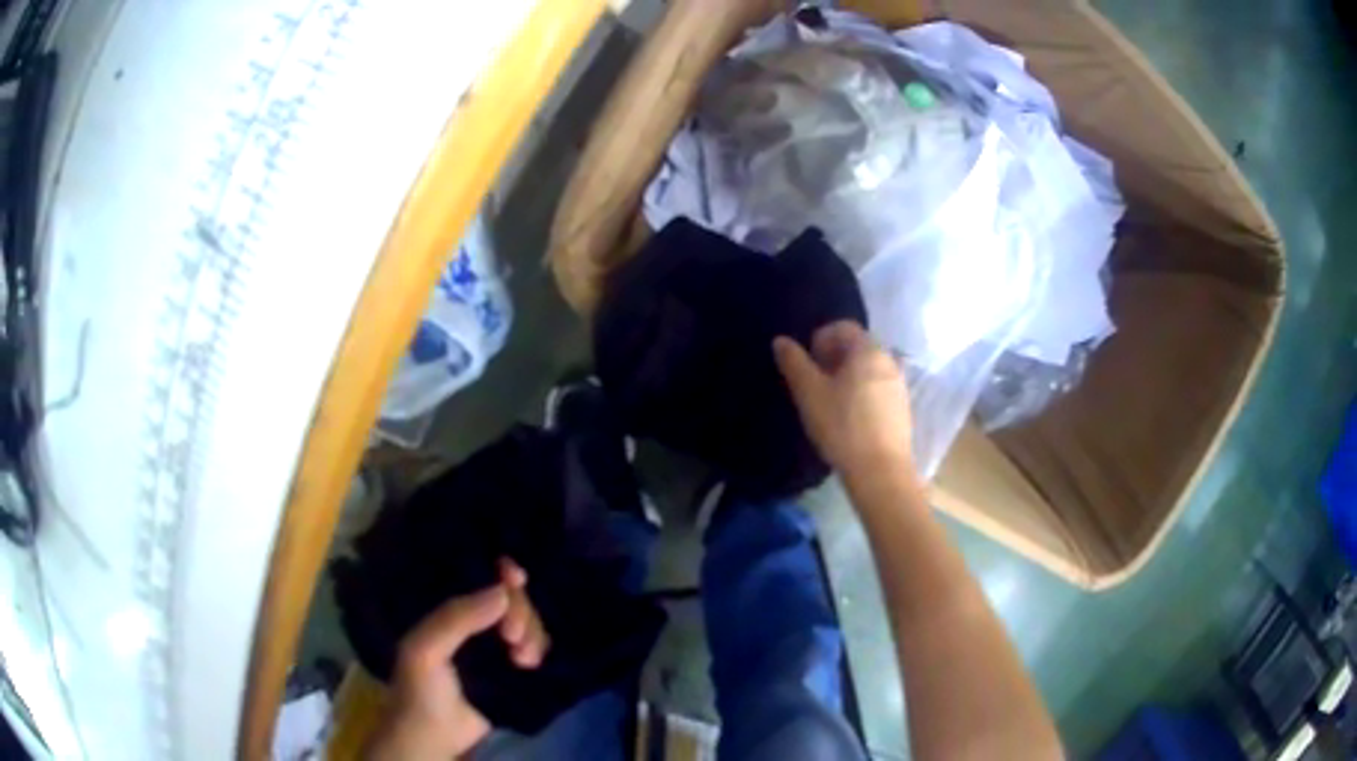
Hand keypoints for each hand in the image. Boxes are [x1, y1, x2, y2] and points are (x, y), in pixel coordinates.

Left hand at [368, 559, 549, 760]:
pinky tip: (529, 665)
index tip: (517, 578)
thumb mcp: (426, 650)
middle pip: (510, 598)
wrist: (434, 736)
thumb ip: (457, 619)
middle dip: (519, 612)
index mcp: (448, 611)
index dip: (500, 572)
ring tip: (522, 659)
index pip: (479, 577)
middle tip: (512, 638)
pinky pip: (535, 646)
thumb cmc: (420, 689)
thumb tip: (504, 592)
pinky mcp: (511, 669)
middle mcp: (473, 622)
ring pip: (526, 622)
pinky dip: (538, 649)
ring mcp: (494, 646)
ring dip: (532, 634)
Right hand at [773, 321, 913, 478]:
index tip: (808, 362)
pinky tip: (850, 418)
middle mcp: (888, 361)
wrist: (880, 471)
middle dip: (834, 357)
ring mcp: (899, 385)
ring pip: (869, 369)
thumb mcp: (810, 393)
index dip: (821, 338)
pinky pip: (879, 388)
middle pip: (858, 347)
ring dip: (849, 376)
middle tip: (815, 381)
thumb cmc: (842, 426)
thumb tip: (781, 341)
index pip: (843, 327)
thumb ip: (794, 363)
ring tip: (831, 401)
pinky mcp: (902, 408)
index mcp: (868, 350)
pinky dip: (863, 392)